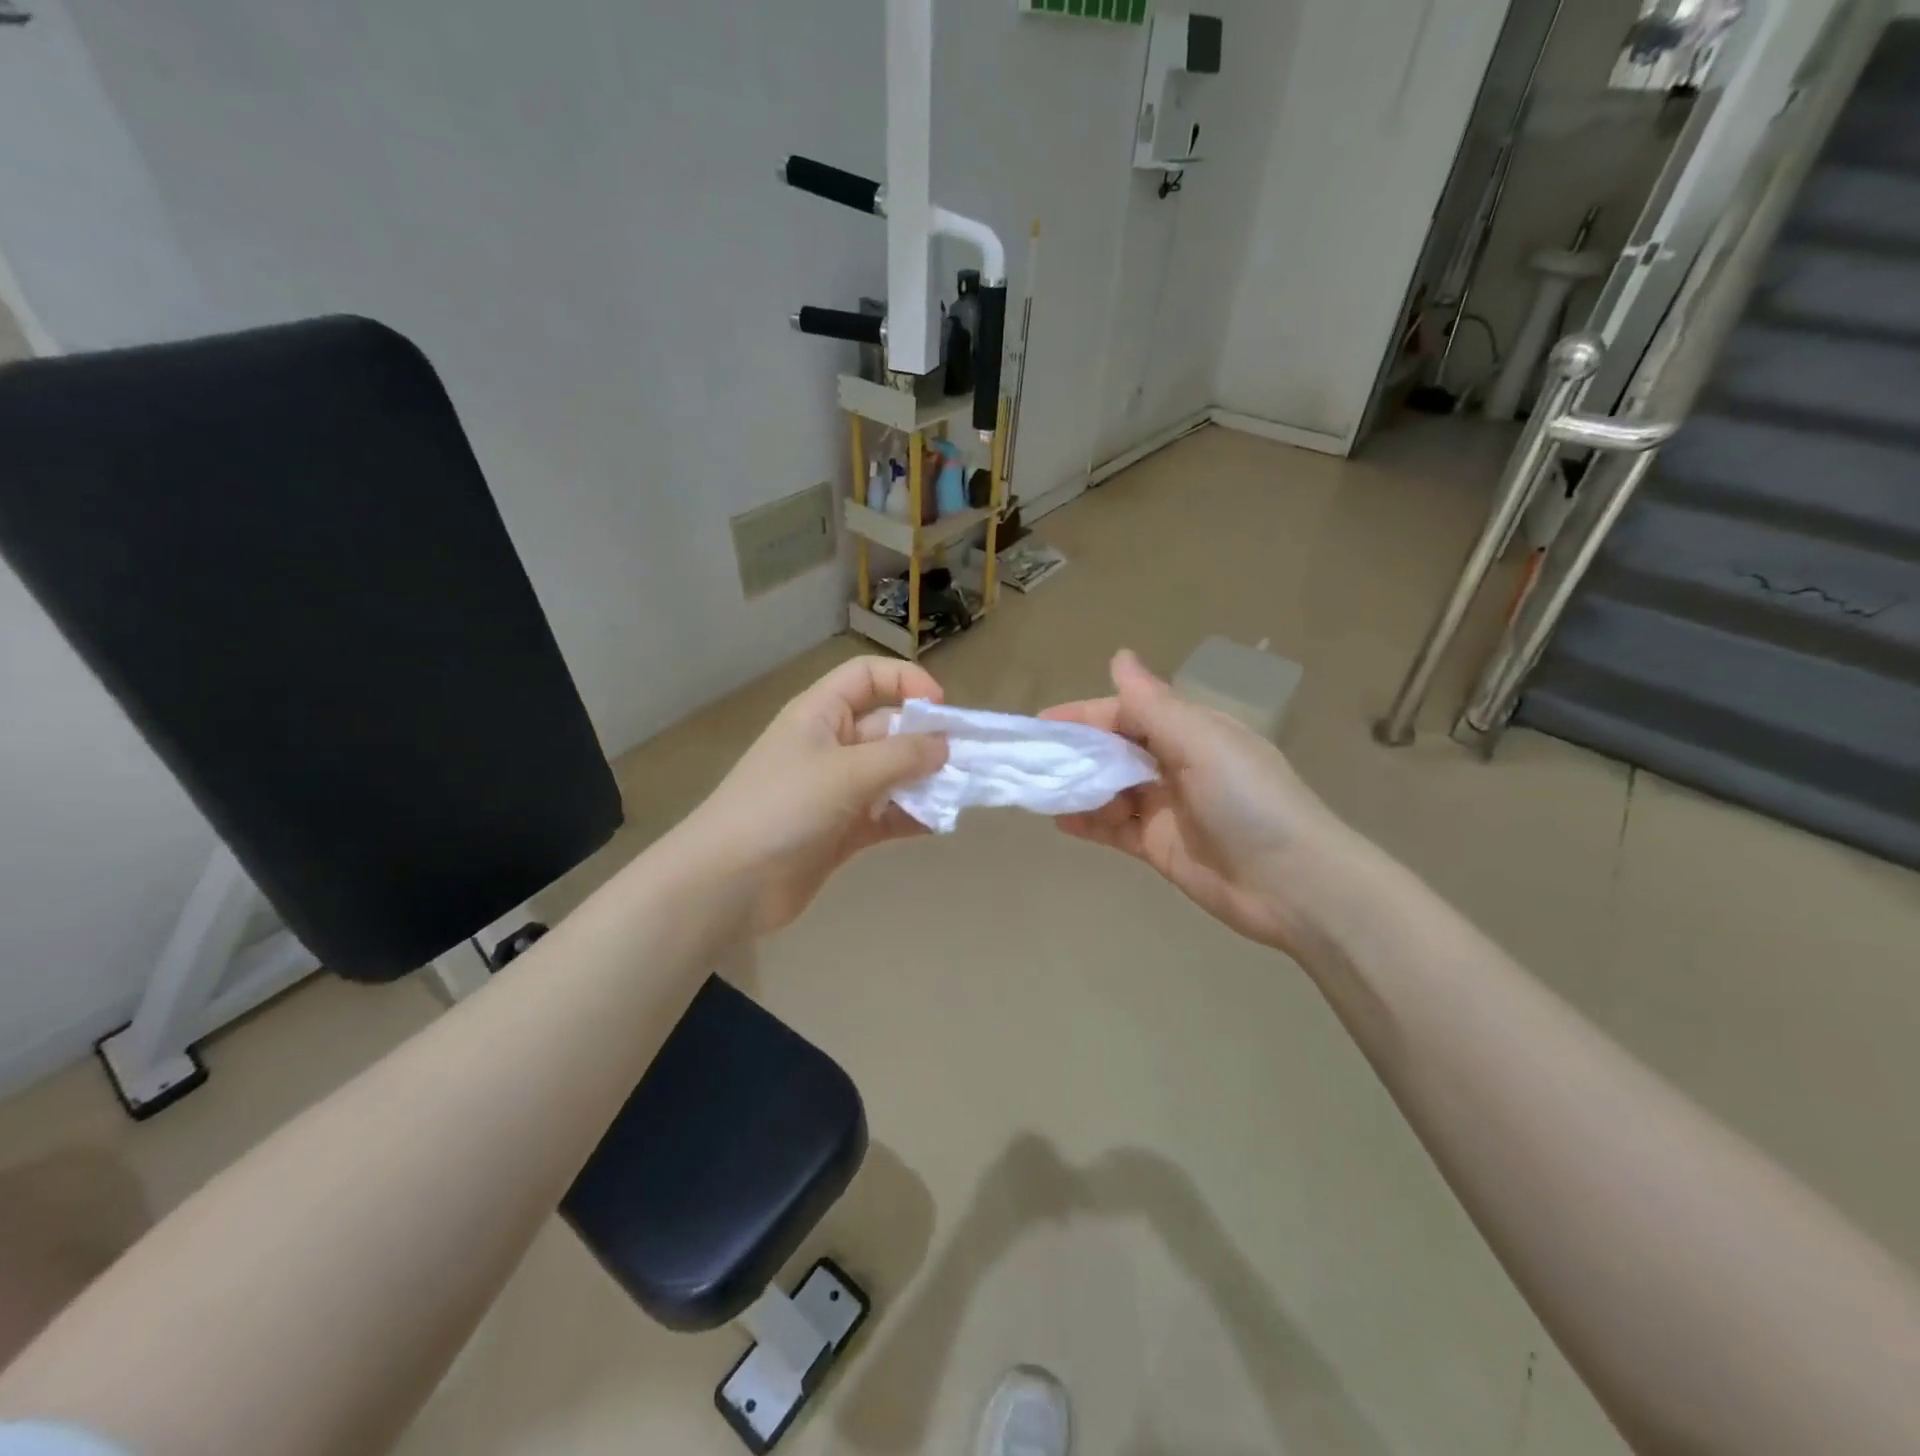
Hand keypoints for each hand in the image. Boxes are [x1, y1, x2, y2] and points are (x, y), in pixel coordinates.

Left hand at [676, 657, 948, 935]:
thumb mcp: (846, 772)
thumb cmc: (783, 807)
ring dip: (925, 781)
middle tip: (967, 760)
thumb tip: (945, 746)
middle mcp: (831, 746)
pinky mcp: (842, 831)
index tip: (941, 709)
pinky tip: (938, 824)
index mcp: (821, 715)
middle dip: (926, 740)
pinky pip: (887, 815)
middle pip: (888, 728)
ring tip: (960, 794)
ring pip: (892, 775)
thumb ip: (902, 756)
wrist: (729, 883)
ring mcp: (836, 791)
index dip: (905, 681)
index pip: (867, 677)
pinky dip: (911, 817)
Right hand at [1041, 650, 1357, 958]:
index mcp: (1189, 731)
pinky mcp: (1159, 846)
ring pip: (1111, 789)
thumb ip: (1152, 704)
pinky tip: (1060, 822)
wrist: (1294, 885)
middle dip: (1076, 753)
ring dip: (1079, 788)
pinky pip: (1115, 828)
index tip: (1041, 724)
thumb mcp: (1200, 742)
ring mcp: (1166, 807)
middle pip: (1115, 751)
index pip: (1126, 713)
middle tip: (1031, 761)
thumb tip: (1120, 656)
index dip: (1084, 716)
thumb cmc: (1249, 800)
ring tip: (1041, 792)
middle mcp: (1175, 763)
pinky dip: (1089, 824)